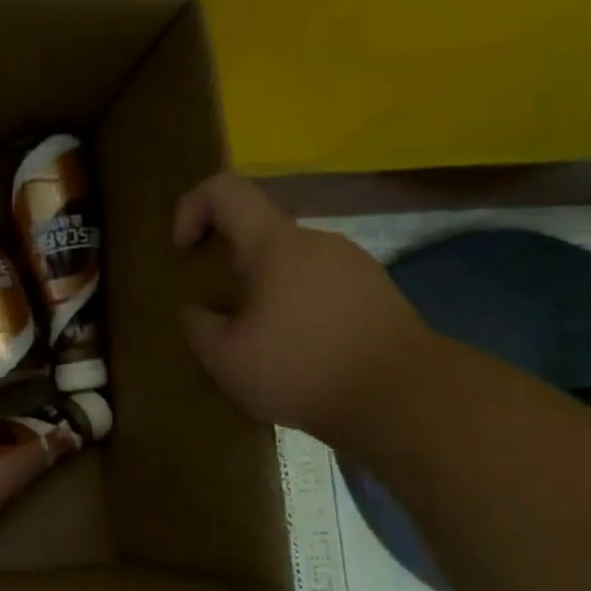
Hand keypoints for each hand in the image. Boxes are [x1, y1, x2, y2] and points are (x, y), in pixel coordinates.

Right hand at [173, 174, 432, 441]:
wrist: (405, 399)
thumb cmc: (301, 369)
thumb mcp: (224, 357)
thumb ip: (196, 324)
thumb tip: (193, 309)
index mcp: (274, 244)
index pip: (225, 190)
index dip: (192, 208)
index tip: (184, 252)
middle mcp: (316, 240)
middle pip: (258, 231)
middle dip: (228, 263)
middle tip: (219, 311)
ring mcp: (353, 263)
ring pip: (290, 261)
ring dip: (264, 288)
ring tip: (259, 339)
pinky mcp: (377, 291)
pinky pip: (320, 283)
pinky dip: (297, 304)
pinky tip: (300, 350)